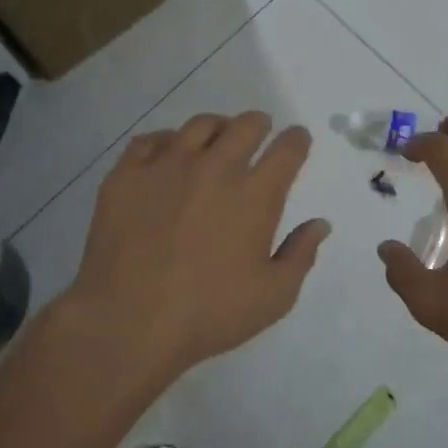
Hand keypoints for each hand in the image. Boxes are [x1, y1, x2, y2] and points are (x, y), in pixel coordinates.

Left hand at [58, 111, 330, 391]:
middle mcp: (214, 168)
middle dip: (259, 125)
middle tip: (258, 133)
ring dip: (217, 128)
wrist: (128, 322)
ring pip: (199, 125)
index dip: (297, 140)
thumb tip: (319, 224)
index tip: (297, 140)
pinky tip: (166, 155)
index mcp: (254, 195)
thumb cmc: (207, 314)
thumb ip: (300, 255)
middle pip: (246, 125)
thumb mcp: (273, 297)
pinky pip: (150, 140)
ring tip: (215, 141)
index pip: (287, 149)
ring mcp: (167, 166)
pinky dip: (166, 142)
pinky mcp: (127, 174)